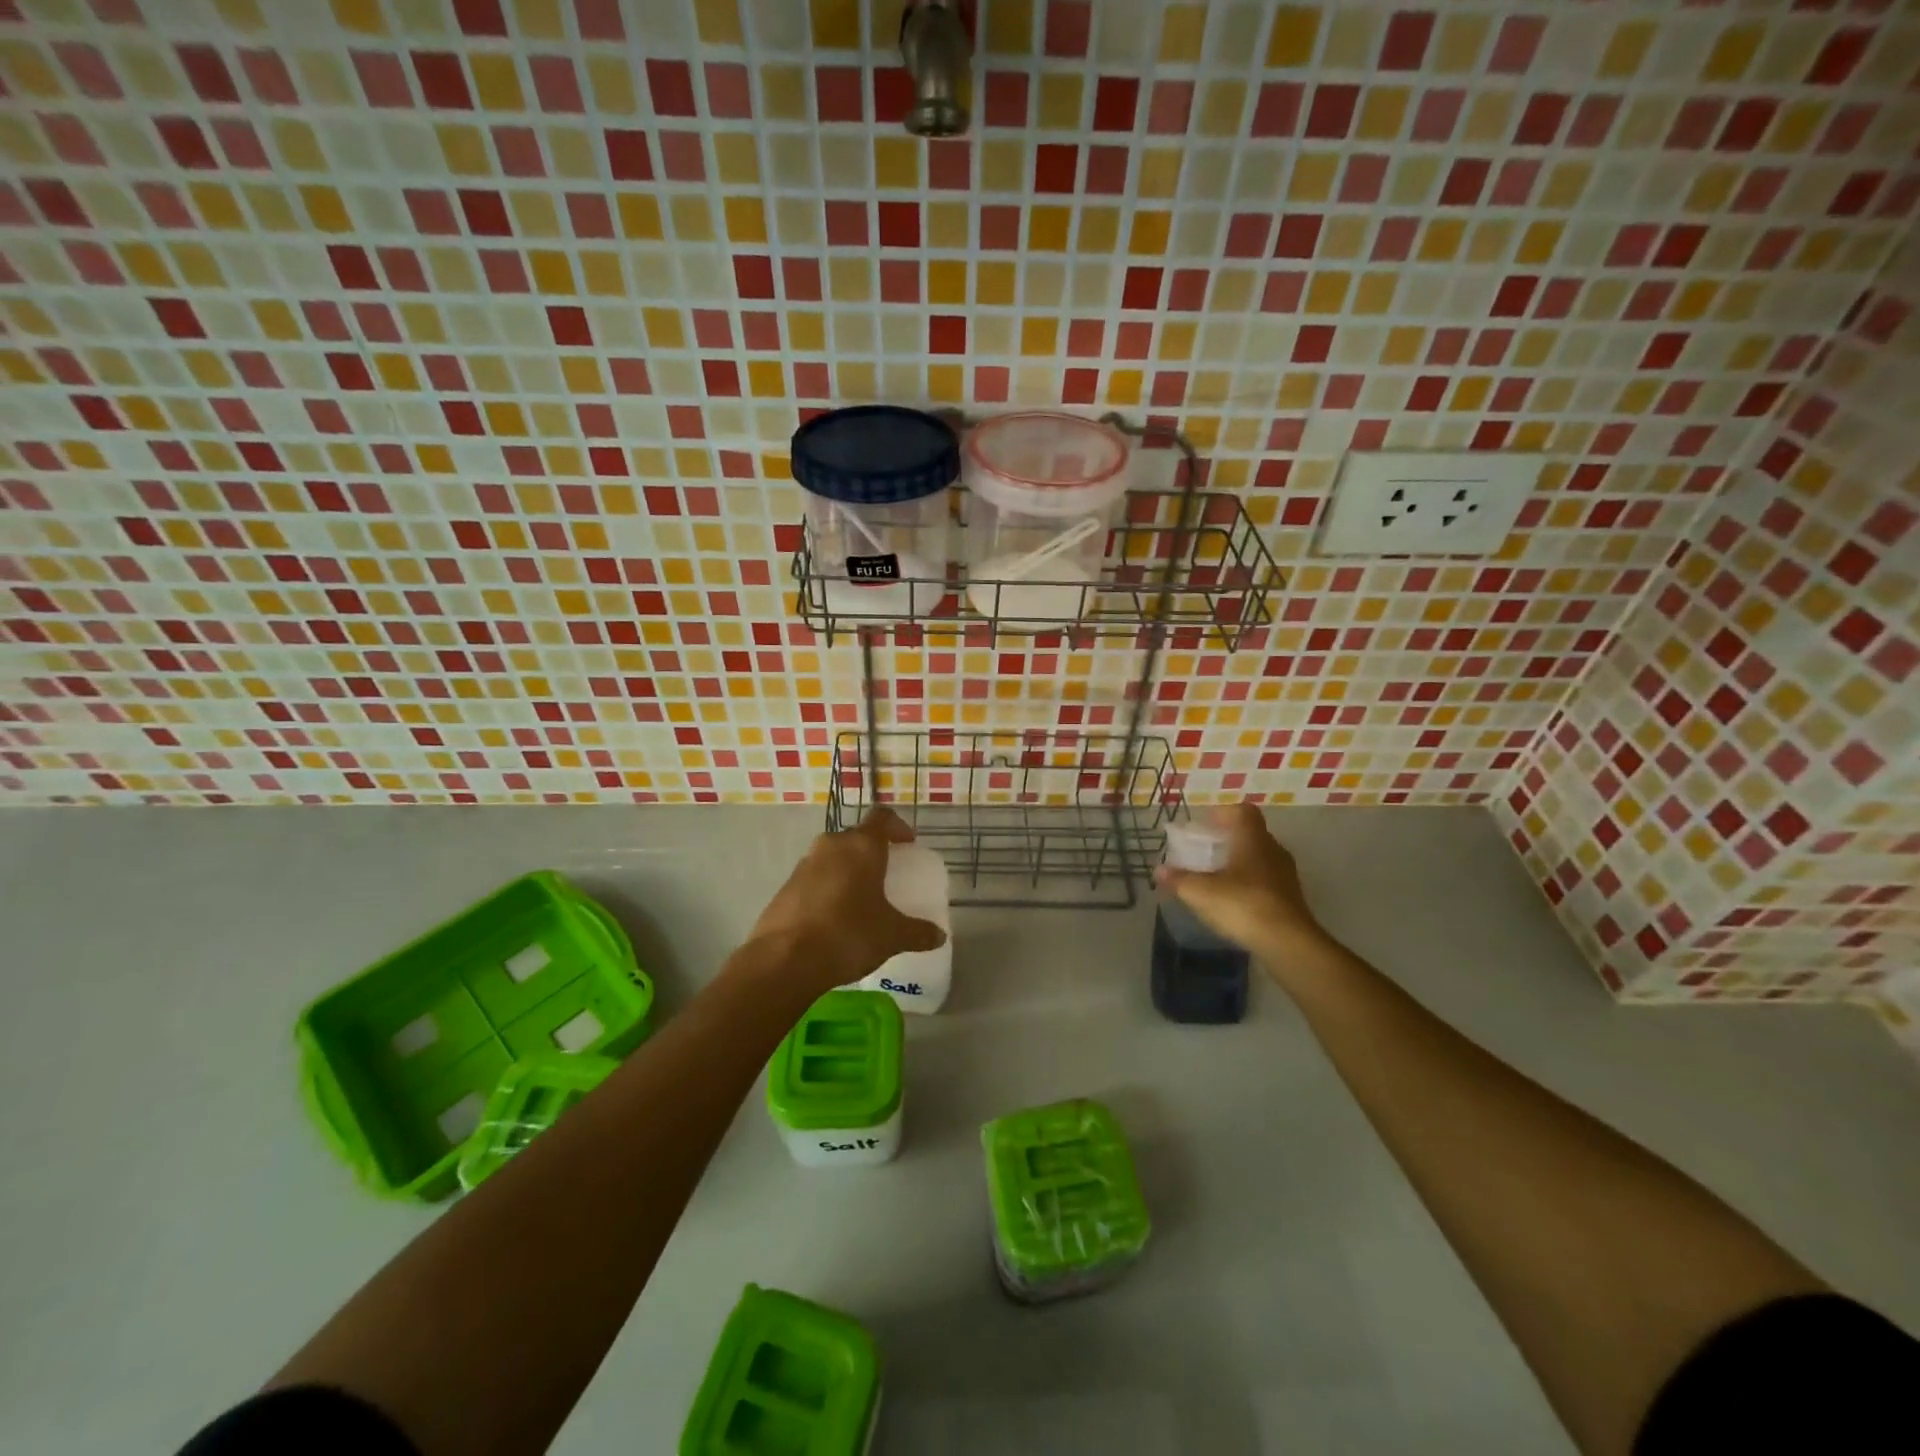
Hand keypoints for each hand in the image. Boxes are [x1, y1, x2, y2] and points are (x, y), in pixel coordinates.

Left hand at [742, 808, 946, 1000]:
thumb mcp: (891, 936)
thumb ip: (918, 932)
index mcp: (861, 847)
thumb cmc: (848, 935)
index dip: (898, 826)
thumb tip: (939, 936)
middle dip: (872, 852)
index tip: (908, 843)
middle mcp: (831, 846)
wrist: (784, 960)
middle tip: (886, 875)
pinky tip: (834, 919)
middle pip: (855, 838)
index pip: (882, 818)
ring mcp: (804, 866)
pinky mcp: (785, 888)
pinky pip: (814, 880)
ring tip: (860, 900)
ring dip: (847, 871)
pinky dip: (827, 890)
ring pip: (832, 858)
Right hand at [1154, 804, 1330, 962]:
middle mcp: (1272, 850)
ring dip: (1238, 863)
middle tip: (1204, 852)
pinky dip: (1248, 884)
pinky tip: (1233, 901)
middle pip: (1250, 834)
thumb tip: (1159, 870)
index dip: (1223, 813)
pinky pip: (1266, 880)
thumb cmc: (1243, 905)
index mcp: (1253, 839)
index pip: (1243, 811)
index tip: (1205, 826)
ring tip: (1215, 878)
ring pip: (1259, 858)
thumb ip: (1179, 879)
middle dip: (1226, 840)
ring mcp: (1285, 874)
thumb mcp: (1201, 892)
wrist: (1288, 943)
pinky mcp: (1290, 898)